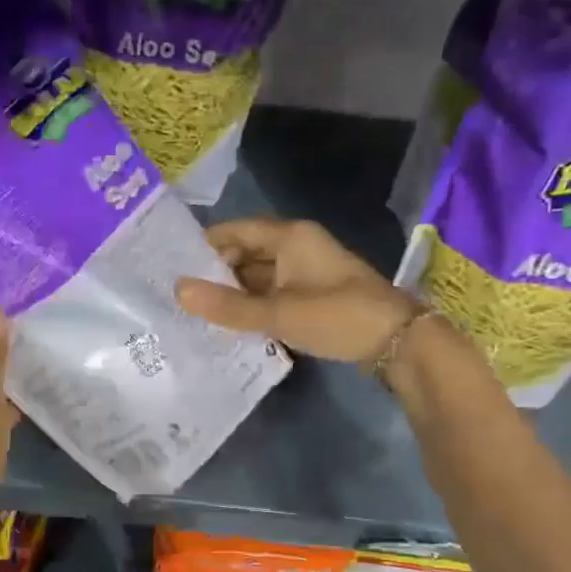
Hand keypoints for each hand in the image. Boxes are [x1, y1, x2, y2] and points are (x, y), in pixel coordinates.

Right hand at [176, 217, 420, 362]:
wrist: (398, 341)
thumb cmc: (336, 315)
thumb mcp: (277, 312)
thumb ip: (227, 305)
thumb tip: (177, 290)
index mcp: (289, 236)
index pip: (235, 231)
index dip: (204, 245)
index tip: (172, 266)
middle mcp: (297, 246)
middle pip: (245, 253)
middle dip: (216, 273)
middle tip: (180, 295)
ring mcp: (307, 271)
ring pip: (259, 276)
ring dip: (234, 293)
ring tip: (197, 313)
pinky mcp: (314, 295)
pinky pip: (273, 293)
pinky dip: (253, 306)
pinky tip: (232, 325)